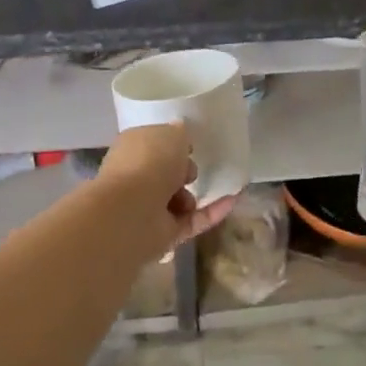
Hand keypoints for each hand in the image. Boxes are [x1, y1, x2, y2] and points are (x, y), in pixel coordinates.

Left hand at [96, 123, 237, 262]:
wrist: (133, 212)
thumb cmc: (149, 163)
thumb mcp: (171, 135)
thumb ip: (179, 134)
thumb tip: (180, 132)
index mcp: (131, 150)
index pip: (152, 145)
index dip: (171, 144)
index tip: (189, 145)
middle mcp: (136, 178)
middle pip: (165, 174)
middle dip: (182, 171)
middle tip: (191, 169)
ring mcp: (148, 208)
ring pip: (178, 200)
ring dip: (193, 196)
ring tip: (193, 191)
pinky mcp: (164, 233)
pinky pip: (193, 221)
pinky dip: (213, 212)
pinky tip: (234, 200)